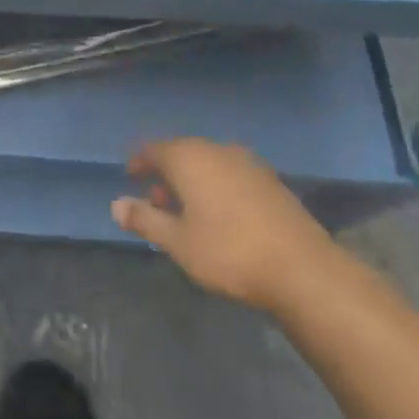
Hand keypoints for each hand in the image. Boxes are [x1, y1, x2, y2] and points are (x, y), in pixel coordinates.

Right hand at [113, 139, 343, 314]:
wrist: (303, 269)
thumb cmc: (229, 253)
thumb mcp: (178, 242)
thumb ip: (145, 220)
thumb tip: (116, 204)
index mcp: (188, 157)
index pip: (153, 149)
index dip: (139, 161)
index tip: (130, 176)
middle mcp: (216, 150)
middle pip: (182, 153)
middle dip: (166, 174)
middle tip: (155, 200)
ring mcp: (247, 163)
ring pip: (209, 164)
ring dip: (193, 182)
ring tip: (186, 212)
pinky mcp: (270, 180)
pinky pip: (231, 174)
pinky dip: (217, 187)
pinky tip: (221, 215)